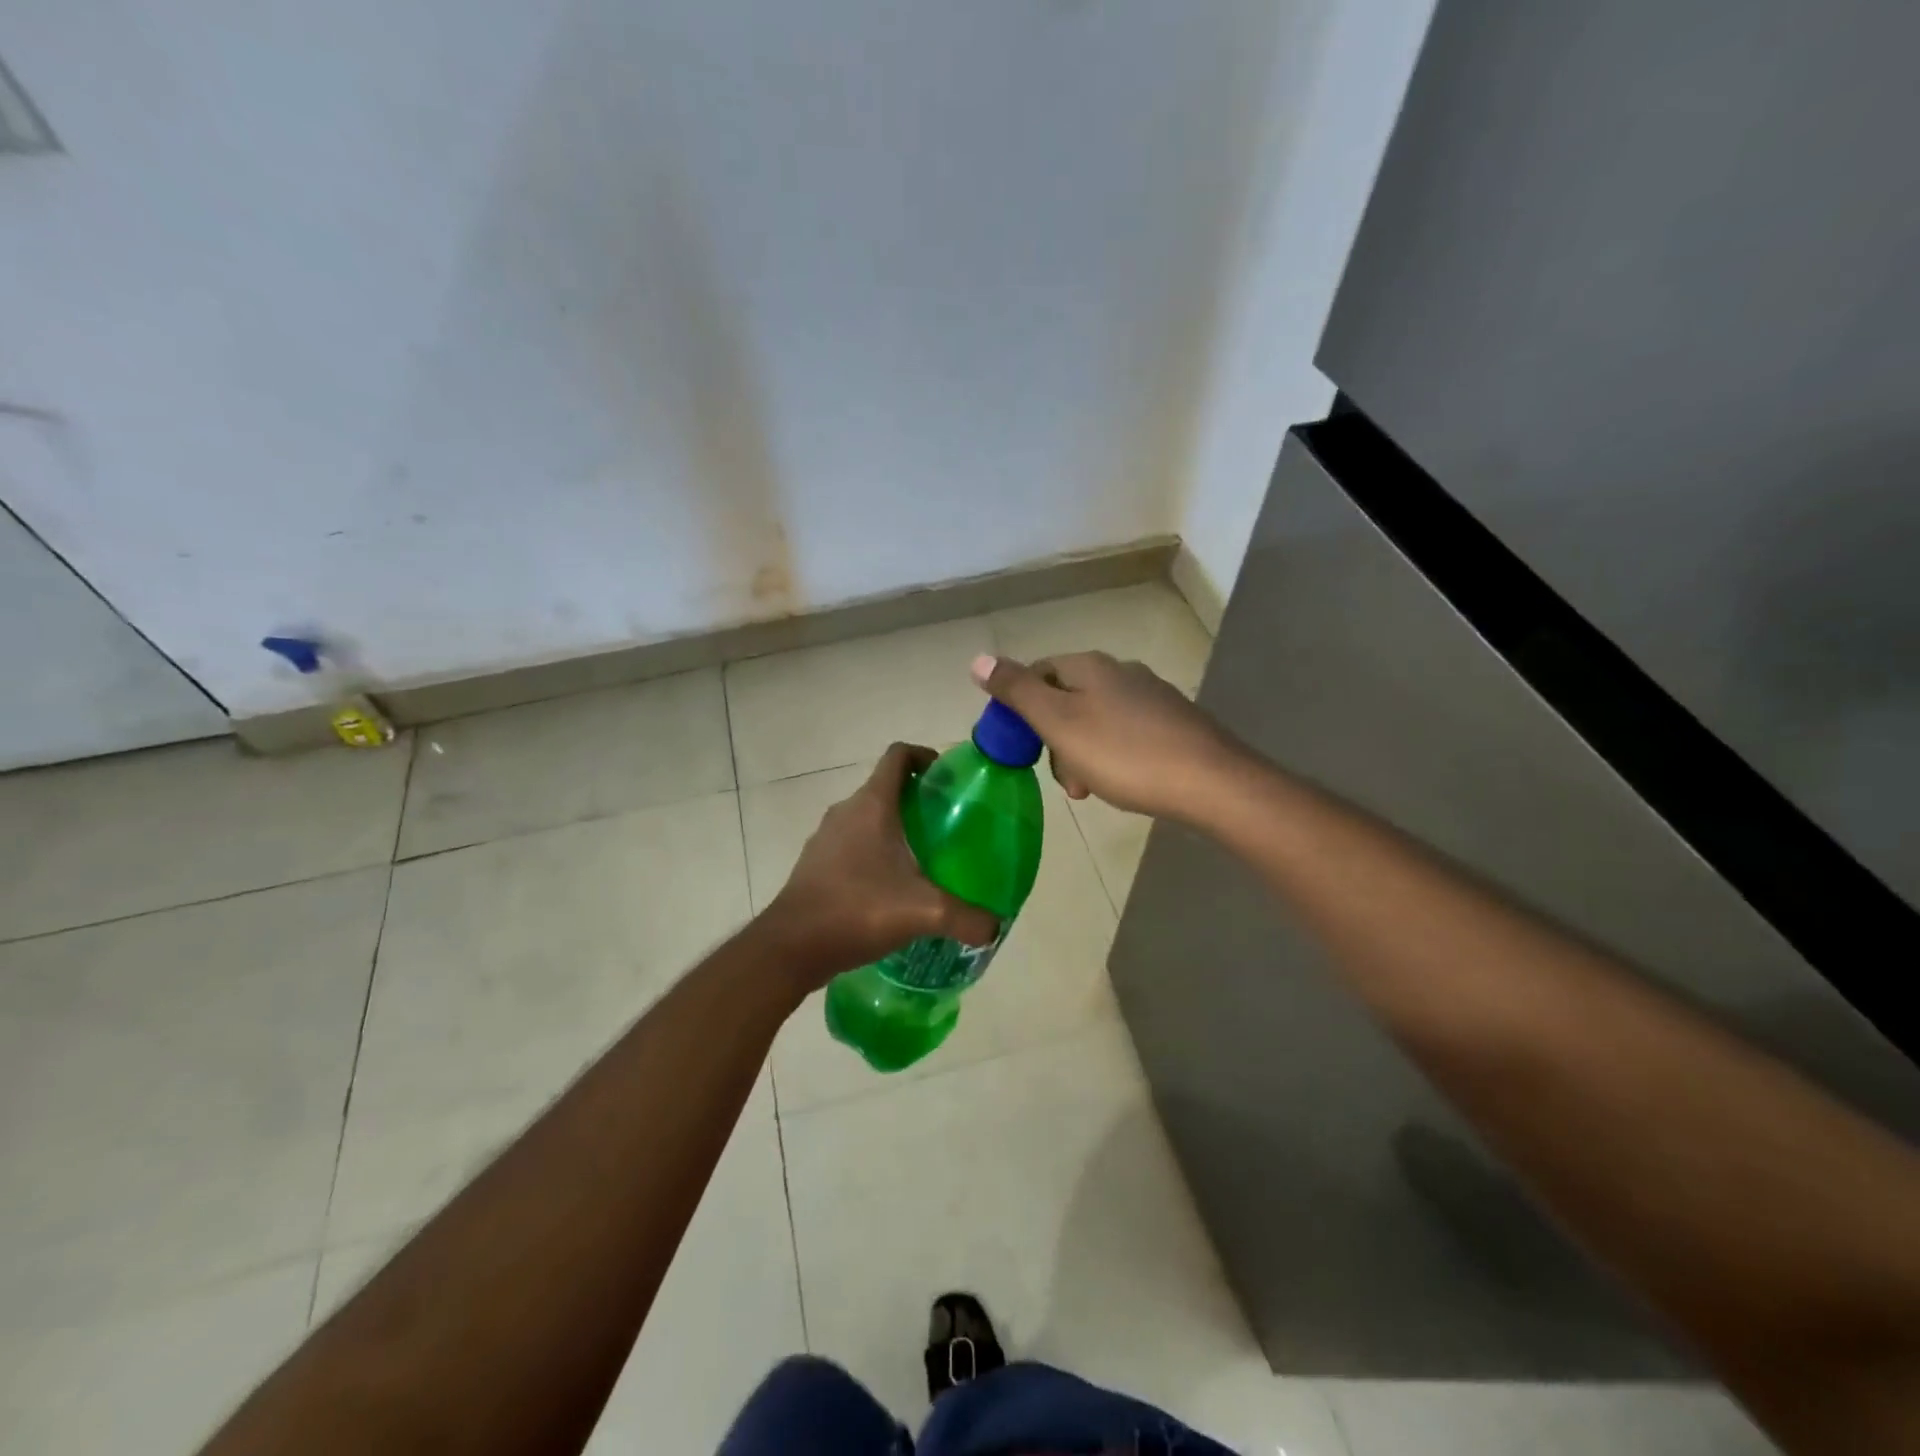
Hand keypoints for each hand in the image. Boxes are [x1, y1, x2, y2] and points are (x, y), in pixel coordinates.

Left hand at [761, 743, 1000, 988]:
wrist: (791, 946)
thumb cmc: (857, 910)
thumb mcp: (923, 912)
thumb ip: (967, 918)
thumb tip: (995, 926)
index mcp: (872, 805)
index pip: (898, 756)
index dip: (924, 756)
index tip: (946, 777)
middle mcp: (846, 811)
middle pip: (885, 788)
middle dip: (916, 799)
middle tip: (946, 825)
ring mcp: (826, 837)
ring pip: (867, 818)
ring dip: (894, 828)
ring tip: (923, 858)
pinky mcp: (816, 863)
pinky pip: (852, 844)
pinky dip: (874, 853)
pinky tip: (891, 888)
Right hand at [970, 651, 1247, 821]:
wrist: (1211, 782)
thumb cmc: (1124, 754)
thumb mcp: (1059, 723)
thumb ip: (1018, 691)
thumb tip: (978, 659)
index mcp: (1089, 666)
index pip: (1037, 672)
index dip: (1019, 708)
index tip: (1019, 747)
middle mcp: (1121, 671)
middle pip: (1067, 698)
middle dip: (1053, 738)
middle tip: (1062, 779)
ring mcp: (1151, 695)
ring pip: (1096, 720)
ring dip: (1081, 753)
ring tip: (1090, 789)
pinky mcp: (1174, 722)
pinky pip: (1126, 734)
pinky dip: (1112, 757)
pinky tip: (1123, 782)